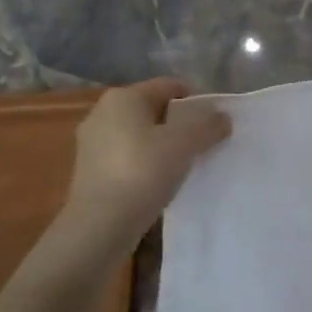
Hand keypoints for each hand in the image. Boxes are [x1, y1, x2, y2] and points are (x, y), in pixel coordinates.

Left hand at [63, 79, 230, 241]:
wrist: (100, 225)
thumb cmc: (143, 172)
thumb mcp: (185, 143)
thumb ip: (208, 124)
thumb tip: (222, 117)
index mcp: (124, 97)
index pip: (170, 86)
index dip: (198, 102)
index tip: (215, 125)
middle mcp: (102, 111)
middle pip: (154, 109)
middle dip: (180, 124)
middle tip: (203, 146)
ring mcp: (92, 142)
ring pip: (140, 134)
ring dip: (163, 145)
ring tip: (183, 167)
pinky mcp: (89, 170)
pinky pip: (127, 156)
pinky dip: (145, 164)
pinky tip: (159, 183)